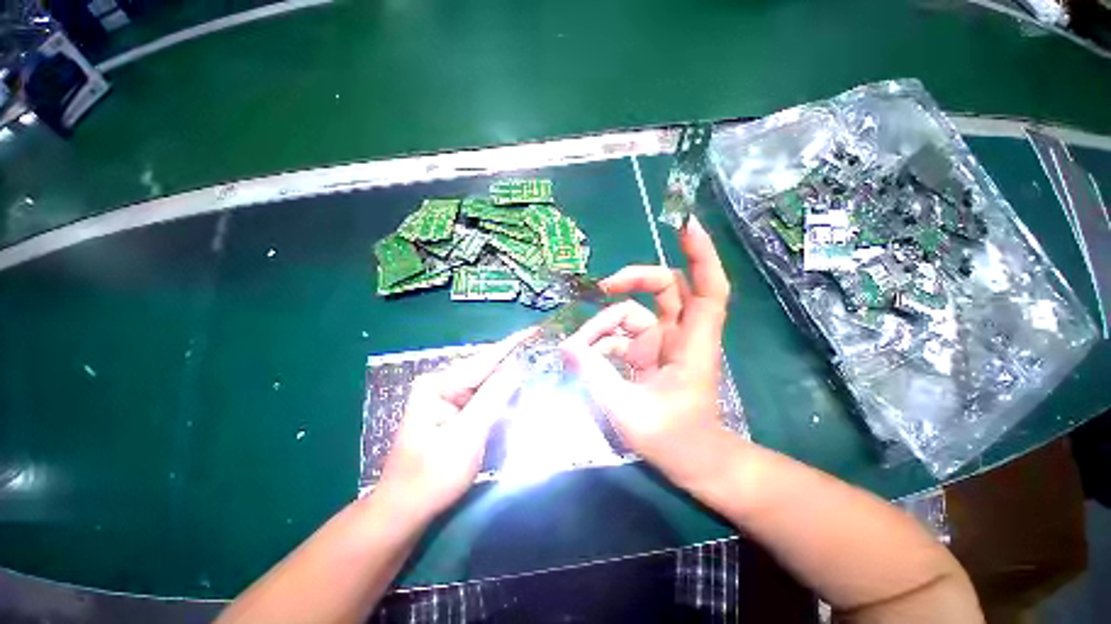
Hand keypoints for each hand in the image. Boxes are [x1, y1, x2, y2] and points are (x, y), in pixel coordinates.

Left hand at [377, 328, 535, 520]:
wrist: (405, 509)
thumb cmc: (433, 476)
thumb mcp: (467, 436)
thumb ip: (493, 397)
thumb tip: (517, 365)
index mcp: (438, 384)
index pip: (484, 359)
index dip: (512, 344)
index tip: (534, 330)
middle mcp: (441, 383)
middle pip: (485, 369)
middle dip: (513, 363)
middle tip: (541, 353)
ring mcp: (445, 397)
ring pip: (485, 383)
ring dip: (508, 380)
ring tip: (534, 368)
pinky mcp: (452, 410)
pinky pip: (481, 397)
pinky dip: (499, 396)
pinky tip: (515, 393)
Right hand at [561, 217, 732, 488]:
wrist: (690, 461)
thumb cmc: (673, 439)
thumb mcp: (628, 411)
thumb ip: (596, 377)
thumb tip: (567, 349)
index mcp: (691, 343)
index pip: (708, 288)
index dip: (701, 255)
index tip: (685, 225)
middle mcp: (679, 334)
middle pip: (665, 287)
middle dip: (633, 279)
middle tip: (601, 288)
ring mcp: (661, 342)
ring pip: (632, 313)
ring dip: (603, 325)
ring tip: (577, 349)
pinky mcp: (647, 353)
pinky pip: (621, 335)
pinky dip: (601, 341)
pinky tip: (583, 357)